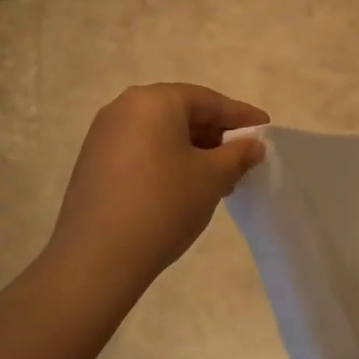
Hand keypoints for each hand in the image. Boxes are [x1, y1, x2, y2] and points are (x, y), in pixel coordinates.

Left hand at [46, 83, 267, 295]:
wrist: (97, 257)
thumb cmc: (164, 204)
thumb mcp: (212, 178)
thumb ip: (238, 154)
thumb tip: (252, 145)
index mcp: (154, 101)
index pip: (208, 100)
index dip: (240, 116)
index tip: (265, 129)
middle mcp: (124, 108)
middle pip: (181, 113)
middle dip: (215, 134)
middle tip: (243, 157)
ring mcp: (103, 135)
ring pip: (160, 133)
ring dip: (192, 150)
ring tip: (218, 178)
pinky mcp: (93, 162)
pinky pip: (140, 150)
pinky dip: (166, 161)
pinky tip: (184, 187)